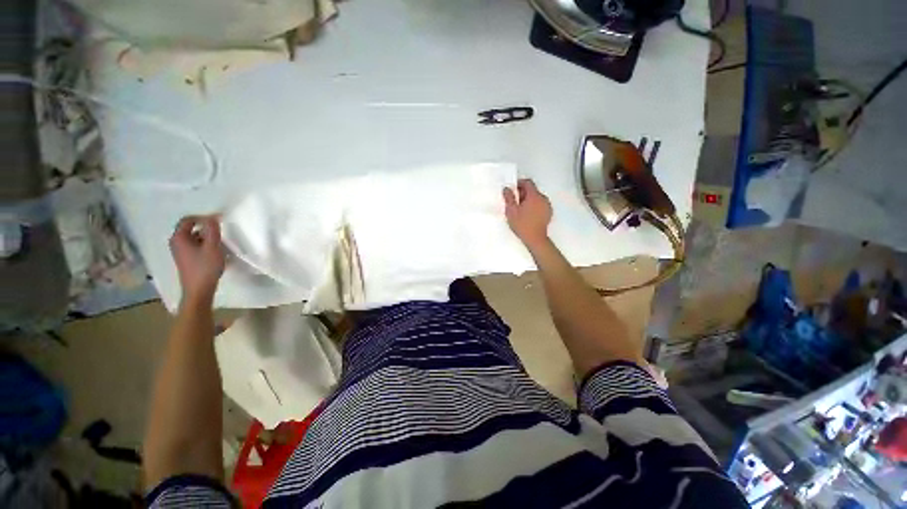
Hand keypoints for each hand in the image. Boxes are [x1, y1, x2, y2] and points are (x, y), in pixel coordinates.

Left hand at [169, 215, 225, 303]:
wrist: (199, 290)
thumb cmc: (205, 267)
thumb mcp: (212, 246)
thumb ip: (212, 230)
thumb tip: (212, 216)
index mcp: (179, 238)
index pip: (188, 220)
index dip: (203, 218)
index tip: (218, 221)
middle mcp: (176, 243)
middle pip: (191, 228)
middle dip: (206, 229)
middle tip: (220, 234)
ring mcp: (180, 252)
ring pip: (194, 238)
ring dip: (207, 238)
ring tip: (220, 244)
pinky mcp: (186, 259)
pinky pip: (195, 246)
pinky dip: (205, 245)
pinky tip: (215, 253)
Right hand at [503, 179, 551, 248]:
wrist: (535, 239)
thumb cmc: (522, 225)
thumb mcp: (511, 211)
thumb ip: (509, 198)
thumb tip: (507, 188)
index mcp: (534, 196)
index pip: (528, 182)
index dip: (519, 183)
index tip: (512, 189)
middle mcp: (543, 198)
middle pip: (532, 190)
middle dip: (523, 193)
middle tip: (514, 201)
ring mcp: (547, 206)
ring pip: (536, 197)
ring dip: (528, 200)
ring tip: (520, 209)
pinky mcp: (549, 213)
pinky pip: (540, 204)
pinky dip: (534, 206)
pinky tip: (528, 214)